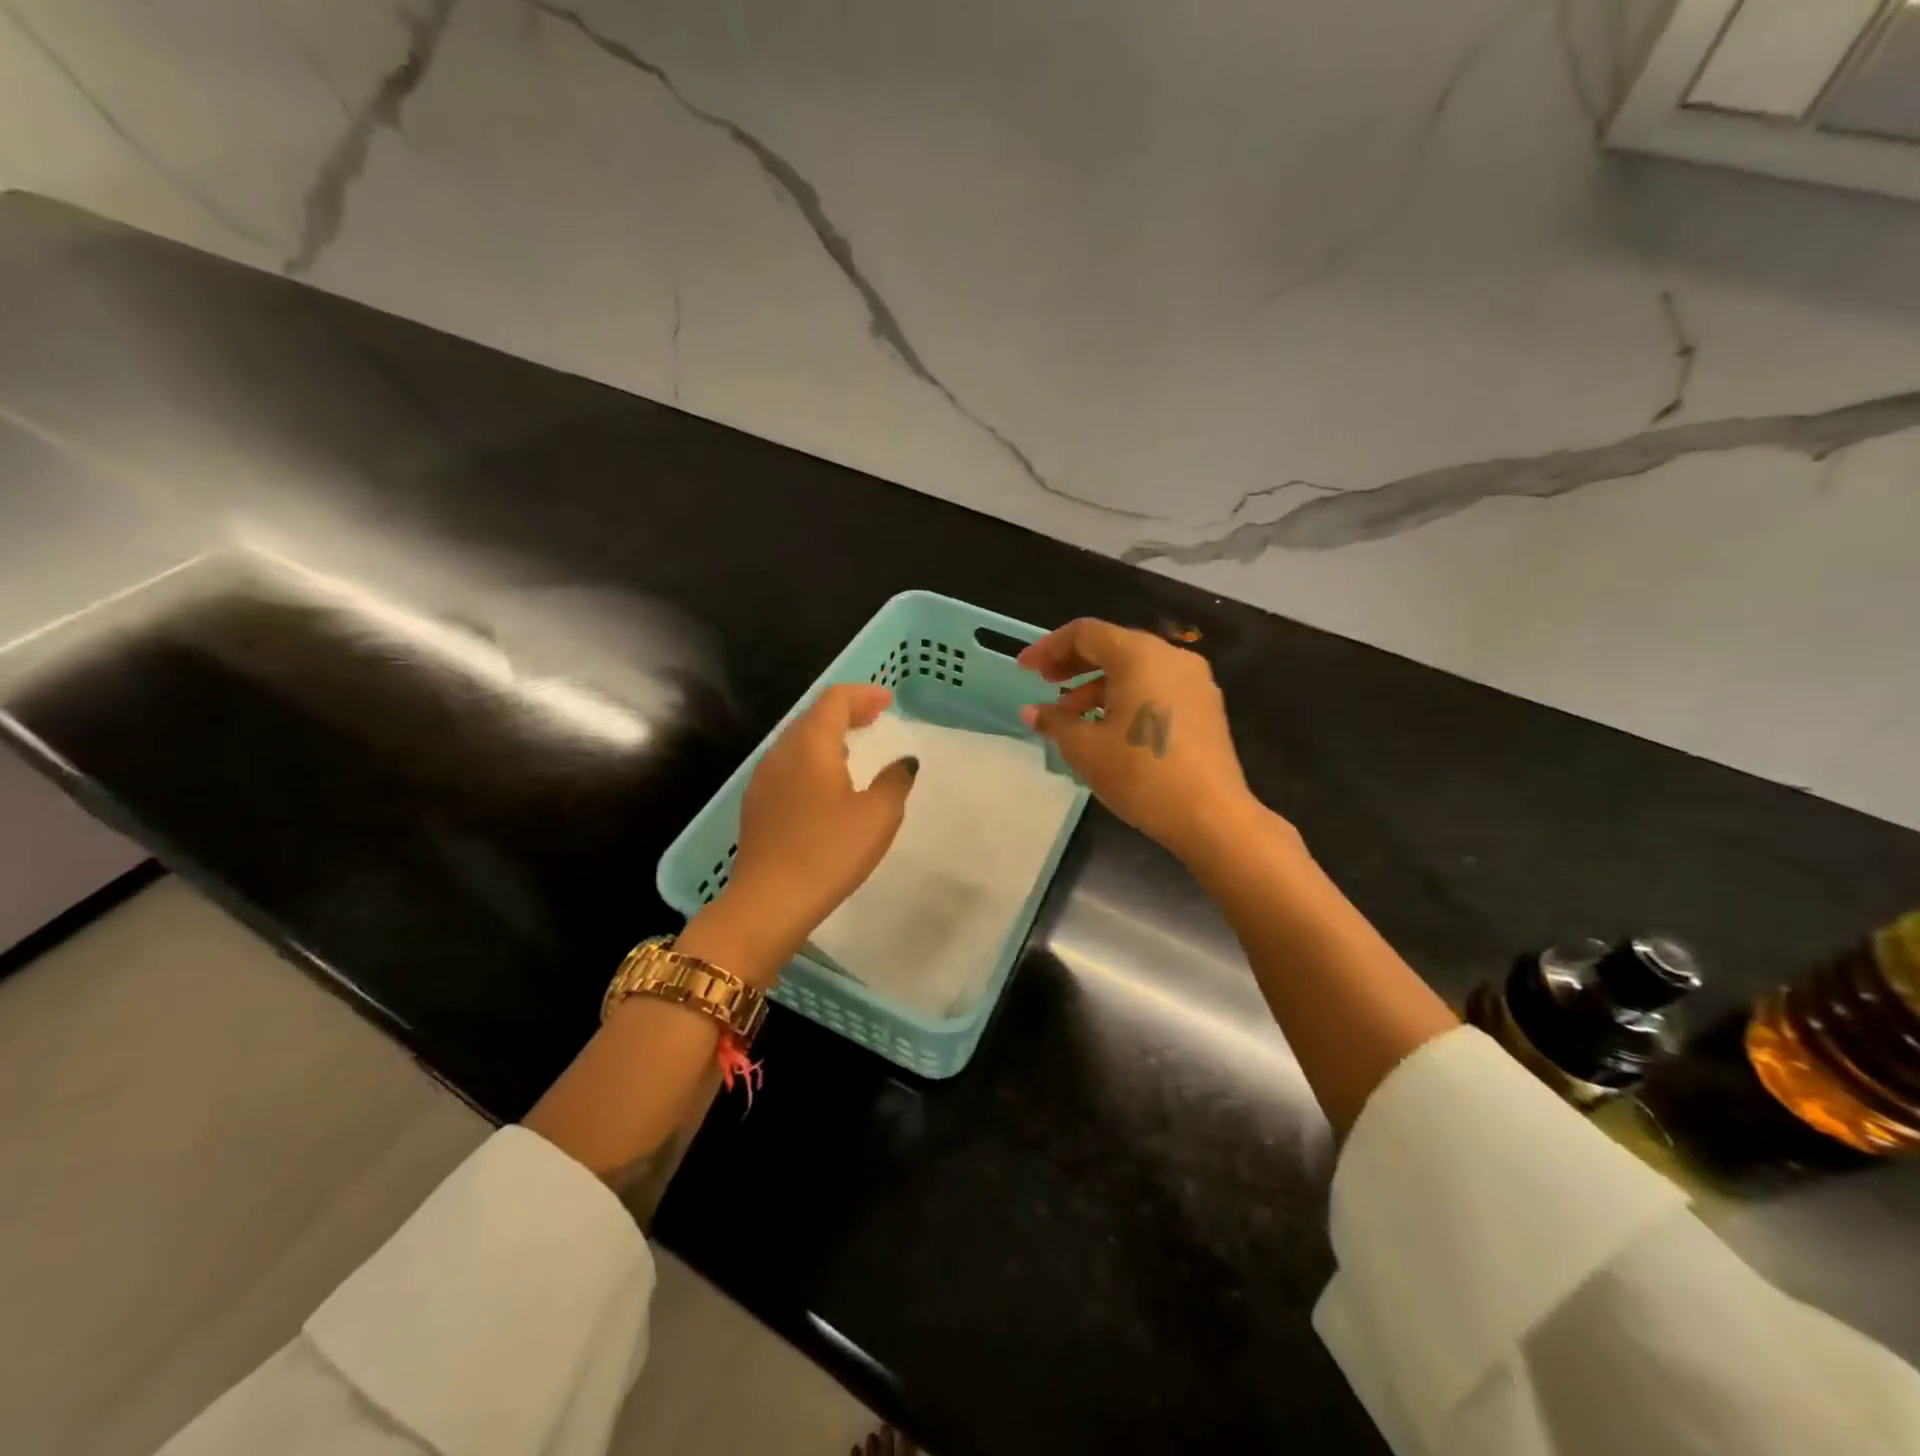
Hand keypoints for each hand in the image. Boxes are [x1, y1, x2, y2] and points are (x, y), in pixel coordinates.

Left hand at [684, 684, 916, 983]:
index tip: (888, 701)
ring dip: (827, 736)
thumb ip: (895, 782)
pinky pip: (788, 765)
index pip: (835, 700)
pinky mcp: (757, 804)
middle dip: (846, 711)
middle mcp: (782, 752)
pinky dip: (812, 759)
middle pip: (813, 716)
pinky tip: (825, 782)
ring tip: (853, 746)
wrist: (768, 901)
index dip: (863, 695)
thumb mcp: (877, 816)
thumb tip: (904, 762)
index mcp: (811, 745)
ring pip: (797, 741)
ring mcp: (763, 778)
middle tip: (874, 717)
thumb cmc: (829, 852)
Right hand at [1019, 618, 1260, 861]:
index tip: (1025, 669)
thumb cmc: (1141, 774)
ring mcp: (1194, 682)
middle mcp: (1170, 657)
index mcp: (1139, 656)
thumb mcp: (1085, 748)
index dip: (1048, 648)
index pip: (1085, 633)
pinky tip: (1108, 727)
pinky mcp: (1204, 707)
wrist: (1211, 817)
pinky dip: (1126, 697)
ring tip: (1071, 715)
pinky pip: (1156, 687)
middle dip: (1073, 663)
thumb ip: (1055, 722)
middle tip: (1044, 684)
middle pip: (1113, 646)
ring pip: (1135, 668)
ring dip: (1098, 684)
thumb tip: (1031, 711)